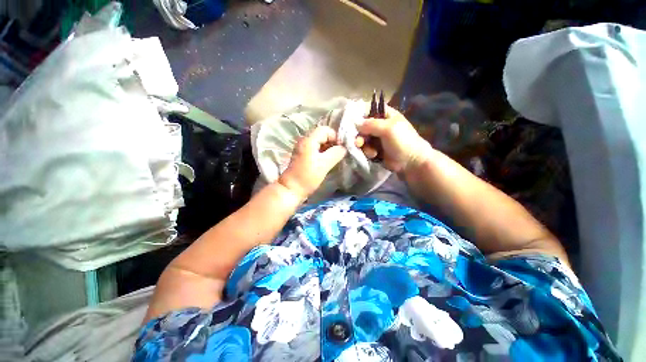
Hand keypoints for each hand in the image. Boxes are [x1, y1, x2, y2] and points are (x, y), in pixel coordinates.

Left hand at [278, 126, 346, 199]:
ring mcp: (303, 147)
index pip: (326, 130)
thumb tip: (344, 148)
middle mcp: (304, 140)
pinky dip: (323, 152)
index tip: (341, 148)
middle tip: (339, 153)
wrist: (292, 189)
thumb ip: (336, 153)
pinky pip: (315, 148)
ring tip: (335, 157)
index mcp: (309, 140)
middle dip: (332, 142)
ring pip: (319, 142)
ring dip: (328, 147)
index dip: (335, 137)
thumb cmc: (308, 177)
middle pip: (322, 134)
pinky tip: (327, 160)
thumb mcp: (324, 165)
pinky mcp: (303, 154)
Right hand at [357, 106, 432, 173]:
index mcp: (385, 115)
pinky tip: (374, 155)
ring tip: (372, 152)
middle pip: (361, 127)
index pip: (367, 110)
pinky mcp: (374, 149)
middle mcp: (379, 125)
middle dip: (360, 135)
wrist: (410, 162)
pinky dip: (367, 152)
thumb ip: (371, 124)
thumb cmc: (402, 141)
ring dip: (364, 146)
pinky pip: (364, 148)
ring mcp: (376, 138)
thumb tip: (355, 123)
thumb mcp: (388, 129)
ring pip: (362, 139)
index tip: (352, 124)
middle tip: (359, 143)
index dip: (358, 116)